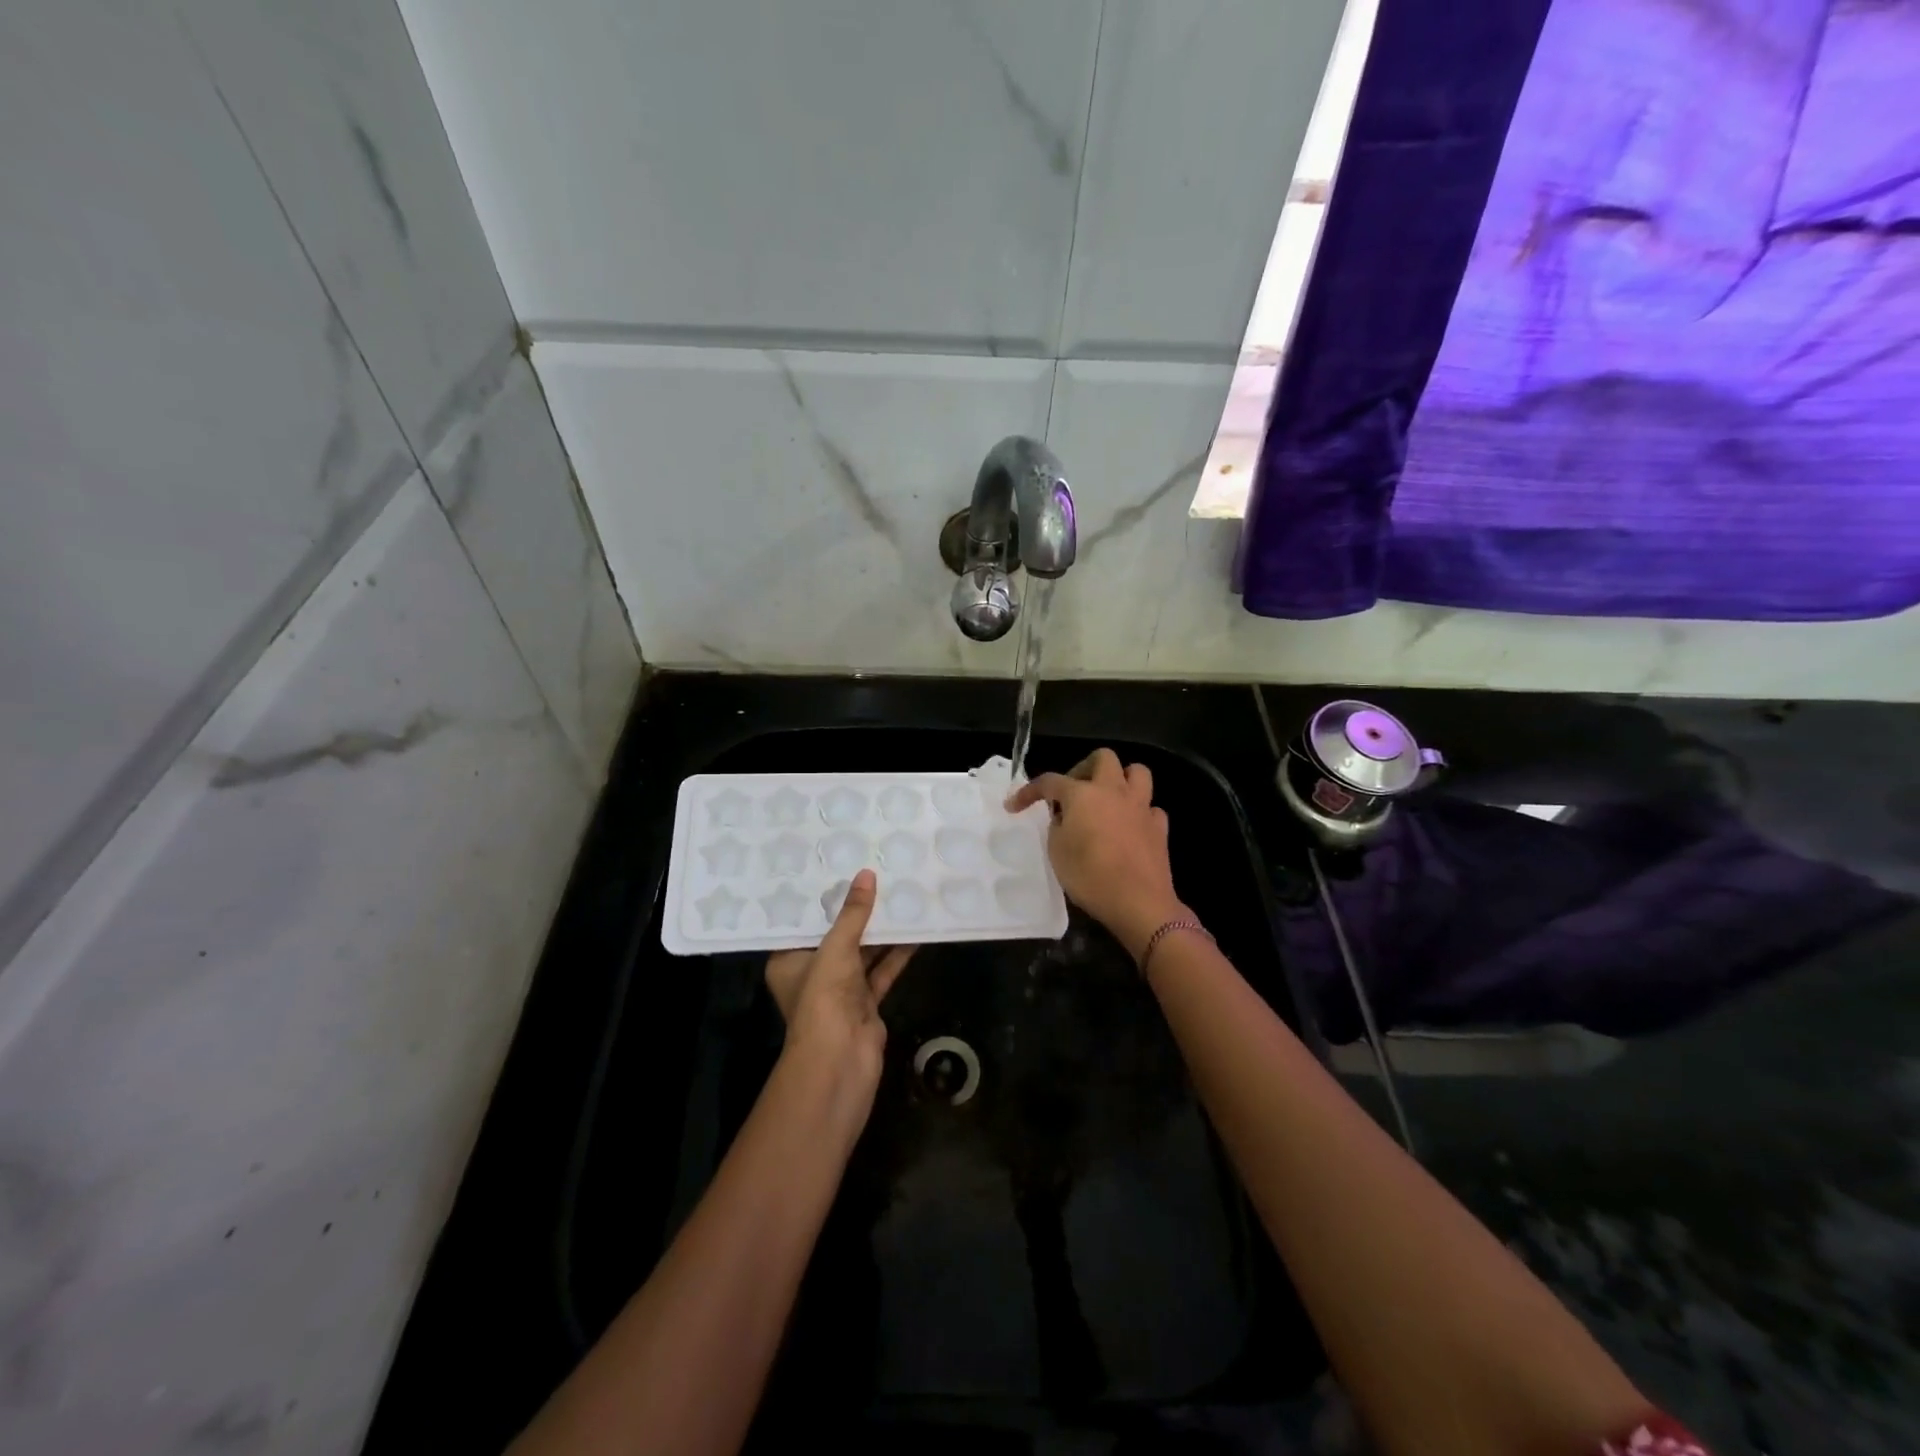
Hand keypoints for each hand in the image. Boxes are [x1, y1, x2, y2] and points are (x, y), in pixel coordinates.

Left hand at [764, 869, 915, 1091]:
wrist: (841, 1060)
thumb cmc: (823, 998)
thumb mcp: (836, 947)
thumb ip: (853, 913)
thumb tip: (867, 874)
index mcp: (788, 962)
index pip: (803, 924)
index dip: (821, 900)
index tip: (837, 870)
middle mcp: (812, 974)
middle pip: (836, 936)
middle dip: (856, 912)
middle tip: (875, 877)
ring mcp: (840, 991)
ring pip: (863, 953)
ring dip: (881, 931)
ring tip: (899, 896)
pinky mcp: (865, 1003)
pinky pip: (882, 970)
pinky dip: (896, 953)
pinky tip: (915, 930)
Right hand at [1006, 748, 1188, 961]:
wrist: (1138, 902)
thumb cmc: (1090, 876)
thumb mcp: (1056, 852)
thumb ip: (1057, 826)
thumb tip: (1065, 817)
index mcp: (1083, 795)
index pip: (1050, 781)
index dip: (1029, 792)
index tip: (1014, 806)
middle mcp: (1113, 791)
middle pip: (1103, 758)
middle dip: (1084, 768)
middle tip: (1072, 792)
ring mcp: (1141, 807)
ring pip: (1137, 772)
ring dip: (1121, 779)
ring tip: (1107, 799)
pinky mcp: (1159, 827)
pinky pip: (1150, 807)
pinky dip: (1139, 812)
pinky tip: (1130, 827)